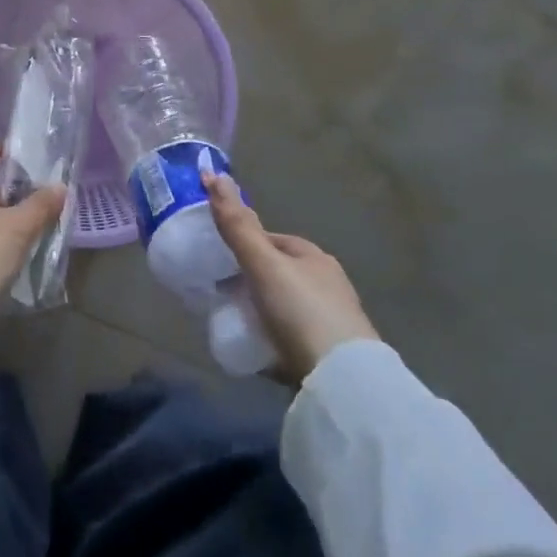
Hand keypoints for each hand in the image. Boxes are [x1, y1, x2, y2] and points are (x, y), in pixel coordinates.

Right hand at [207, 172, 377, 383]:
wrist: (343, 383)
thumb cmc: (302, 312)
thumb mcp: (263, 265)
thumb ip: (237, 225)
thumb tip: (213, 173)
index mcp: (313, 257)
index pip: (271, 240)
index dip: (243, 245)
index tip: (216, 261)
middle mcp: (327, 284)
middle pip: (277, 274)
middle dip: (250, 281)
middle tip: (219, 295)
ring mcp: (331, 321)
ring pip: (283, 307)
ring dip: (260, 312)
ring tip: (233, 324)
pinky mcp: (329, 356)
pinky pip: (291, 339)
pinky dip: (272, 340)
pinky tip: (256, 351)